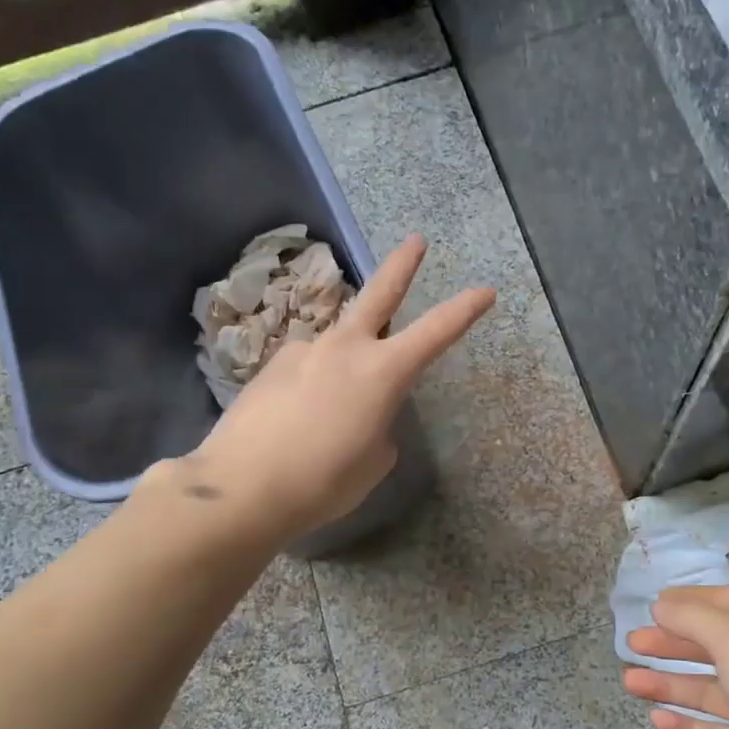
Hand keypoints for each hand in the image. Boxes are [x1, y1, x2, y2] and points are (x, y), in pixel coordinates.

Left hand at [176, 235, 493, 539]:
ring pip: (337, 344)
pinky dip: (313, 385)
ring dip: (345, 362)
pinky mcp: (271, 367)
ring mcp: (304, 352)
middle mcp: (344, 348)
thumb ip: (379, 428)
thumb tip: (364, 416)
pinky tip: (298, 419)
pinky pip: (306, 369)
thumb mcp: (373, 462)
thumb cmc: (323, 481)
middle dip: (402, 266)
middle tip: (416, 241)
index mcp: (382, 372)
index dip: (464, 310)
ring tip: (332, 412)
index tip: (486, 291)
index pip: (436, 332)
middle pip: (380, 294)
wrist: (242, 487)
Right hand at [622, 585, 728, 728]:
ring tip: (629, 682)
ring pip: (709, 690)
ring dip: (669, 683)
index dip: (692, 599)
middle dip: (672, 642)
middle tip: (631, 643)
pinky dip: (686, 725)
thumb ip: (695, 619)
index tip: (653, 604)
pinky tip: (657, 721)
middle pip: (714, 646)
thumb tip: (662, 604)